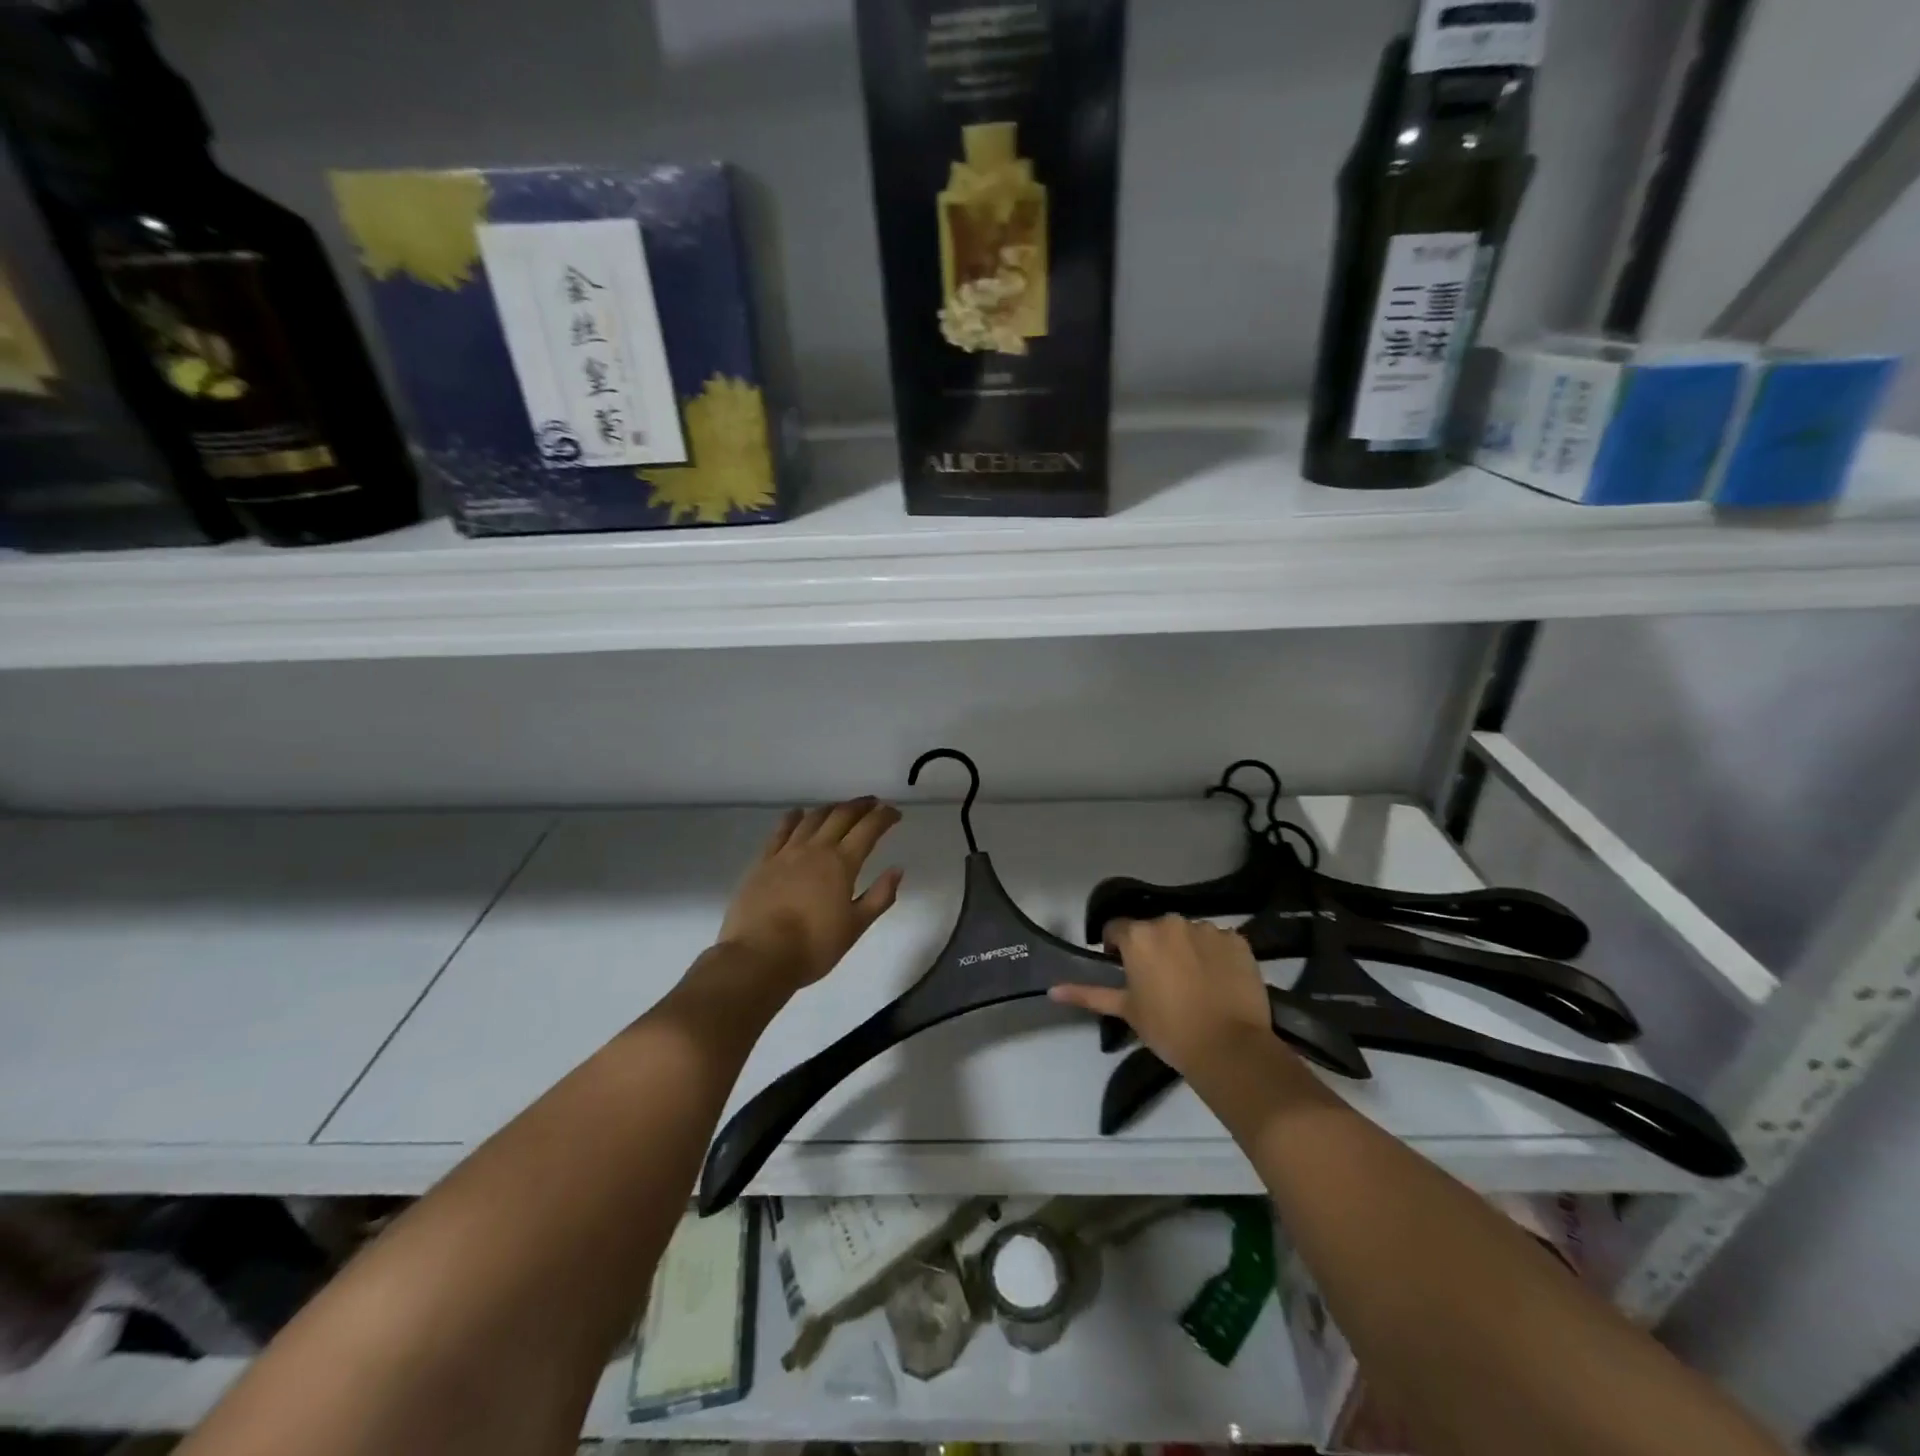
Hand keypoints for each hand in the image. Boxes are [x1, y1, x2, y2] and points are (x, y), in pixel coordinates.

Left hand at [716, 799, 903, 995]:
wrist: (760, 956)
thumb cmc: (814, 946)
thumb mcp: (855, 926)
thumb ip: (879, 896)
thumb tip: (897, 869)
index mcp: (842, 863)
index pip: (868, 829)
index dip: (884, 816)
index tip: (895, 812)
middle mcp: (816, 849)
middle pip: (841, 815)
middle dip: (860, 806)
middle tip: (873, 803)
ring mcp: (787, 852)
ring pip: (812, 818)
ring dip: (831, 808)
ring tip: (841, 808)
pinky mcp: (764, 861)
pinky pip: (780, 830)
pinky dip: (793, 818)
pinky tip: (798, 813)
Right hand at [1050, 915, 1271, 1077]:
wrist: (1229, 1048)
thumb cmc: (1168, 1029)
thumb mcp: (1126, 1010)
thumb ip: (1088, 994)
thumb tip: (1052, 990)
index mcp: (1138, 936)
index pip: (1117, 930)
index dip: (1117, 949)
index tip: (1126, 972)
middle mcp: (1170, 922)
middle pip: (1154, 929)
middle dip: (1154, 948)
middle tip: (1161, 981)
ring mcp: (1207, 928)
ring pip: (1187, 933)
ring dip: (1185, 949)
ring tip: (1194, 983)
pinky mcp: (1237, 940)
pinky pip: (1219, 942)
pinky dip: (1215, 956)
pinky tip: (1219, 981)